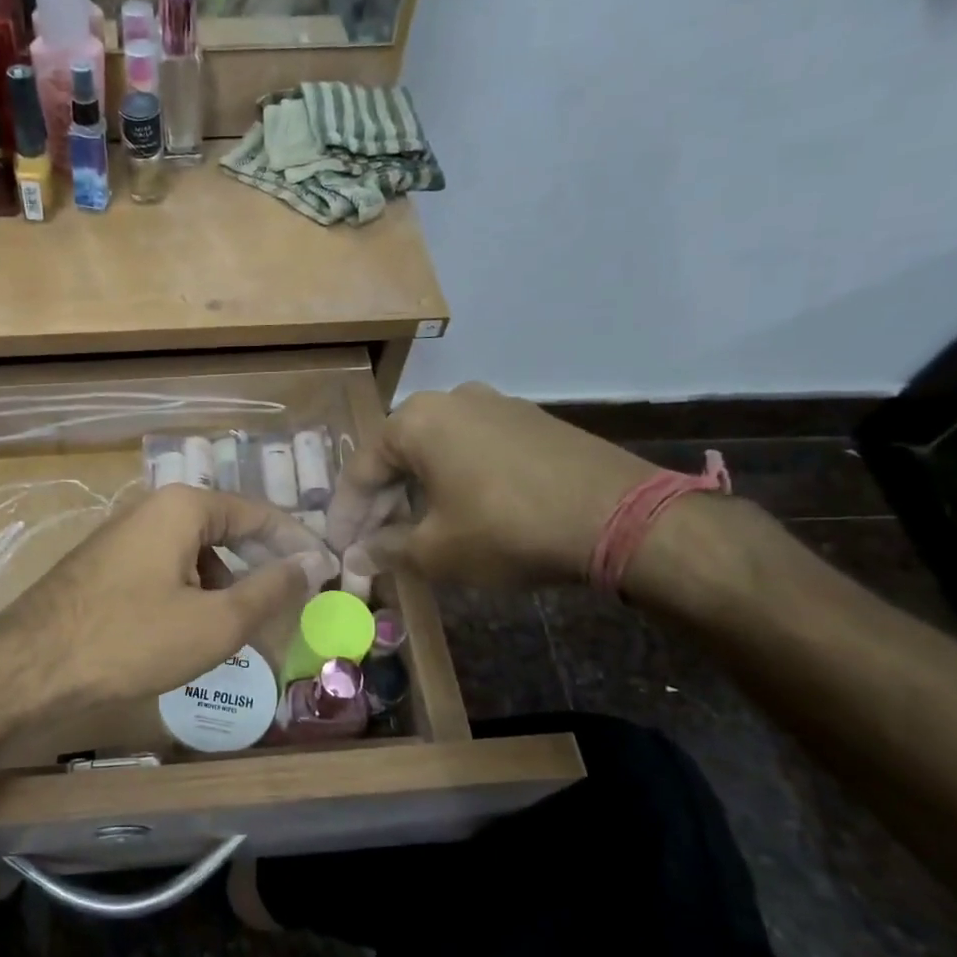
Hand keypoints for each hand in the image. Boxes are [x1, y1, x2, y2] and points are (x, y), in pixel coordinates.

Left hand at [0, 486, 335, 712]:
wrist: (30, 668)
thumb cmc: (131, 639)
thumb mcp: (215, 621)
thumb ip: (270, 589)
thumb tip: (312, 563)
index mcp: (183, 507)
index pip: (258, 513)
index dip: (296, 542)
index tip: (326, 570)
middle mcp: (153, 509)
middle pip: (225, 532)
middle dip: (259, 569)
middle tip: (289, 607)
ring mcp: (124, 536)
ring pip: (194, 556)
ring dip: (224, 588)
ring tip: (241, 631)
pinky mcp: (106, 566)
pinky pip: (165, 572)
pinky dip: (190, 597)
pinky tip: (192, 634)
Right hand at [326, 384, 656, 589]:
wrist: (619, 516)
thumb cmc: (506, 529)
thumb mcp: (436, 550)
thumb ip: (386, 550)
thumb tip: (356, 556)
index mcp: (415, 420)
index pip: (362, 471)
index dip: (345, 515)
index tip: (338, 547)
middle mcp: (450, 400)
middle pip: (398, 457)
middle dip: (381, 504)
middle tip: (371, 543)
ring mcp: (496, 405)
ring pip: (436, 453)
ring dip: (417, 492)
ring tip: (413, 532)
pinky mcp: (531, 421)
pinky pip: (474, 451)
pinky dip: (455, 481)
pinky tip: (460, 512)